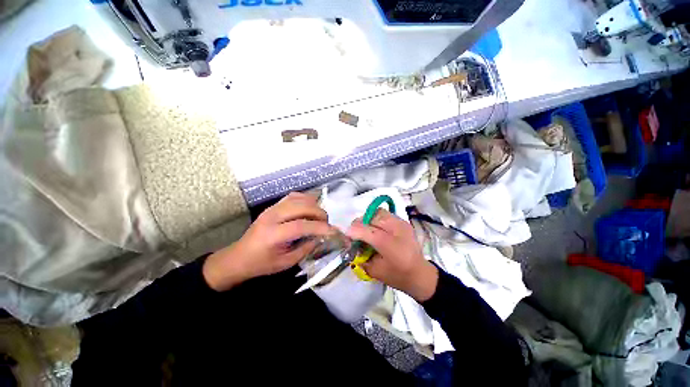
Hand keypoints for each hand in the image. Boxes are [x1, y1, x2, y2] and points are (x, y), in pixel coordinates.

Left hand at [203, 192, 335, 291]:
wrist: (239, 257)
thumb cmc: (262, 263)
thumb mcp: (286, 262)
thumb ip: (306, 248)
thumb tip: (322, 237)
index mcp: (273, 235)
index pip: (302, 226)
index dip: (321, 227)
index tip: (334, 231)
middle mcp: (272, 217)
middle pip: (302, 207)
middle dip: (319, 213)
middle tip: (326, 223)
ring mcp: (272, 208)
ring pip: (299, 198)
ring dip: (314, 205)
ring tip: (319, 216)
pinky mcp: (273, 206)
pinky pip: (293, 196)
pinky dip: (305, 199)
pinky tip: (310, 207)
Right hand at [347, 210, 437, 302]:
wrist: (421, 274)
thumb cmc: (398, 276)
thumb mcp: (375, 271)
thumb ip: (361, 257)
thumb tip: (352, 245)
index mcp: (389, 245)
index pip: (367, 231)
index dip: (354, 230)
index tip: (346, 234)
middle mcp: (396, 230)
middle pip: (372, 218)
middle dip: (359, 223)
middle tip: (355, 232)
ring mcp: (401, 223)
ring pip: (378, 212)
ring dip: (368, 219)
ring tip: (366, 228)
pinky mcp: (403, 222)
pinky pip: (385, 214)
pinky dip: (376, 218)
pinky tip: (376, 228)